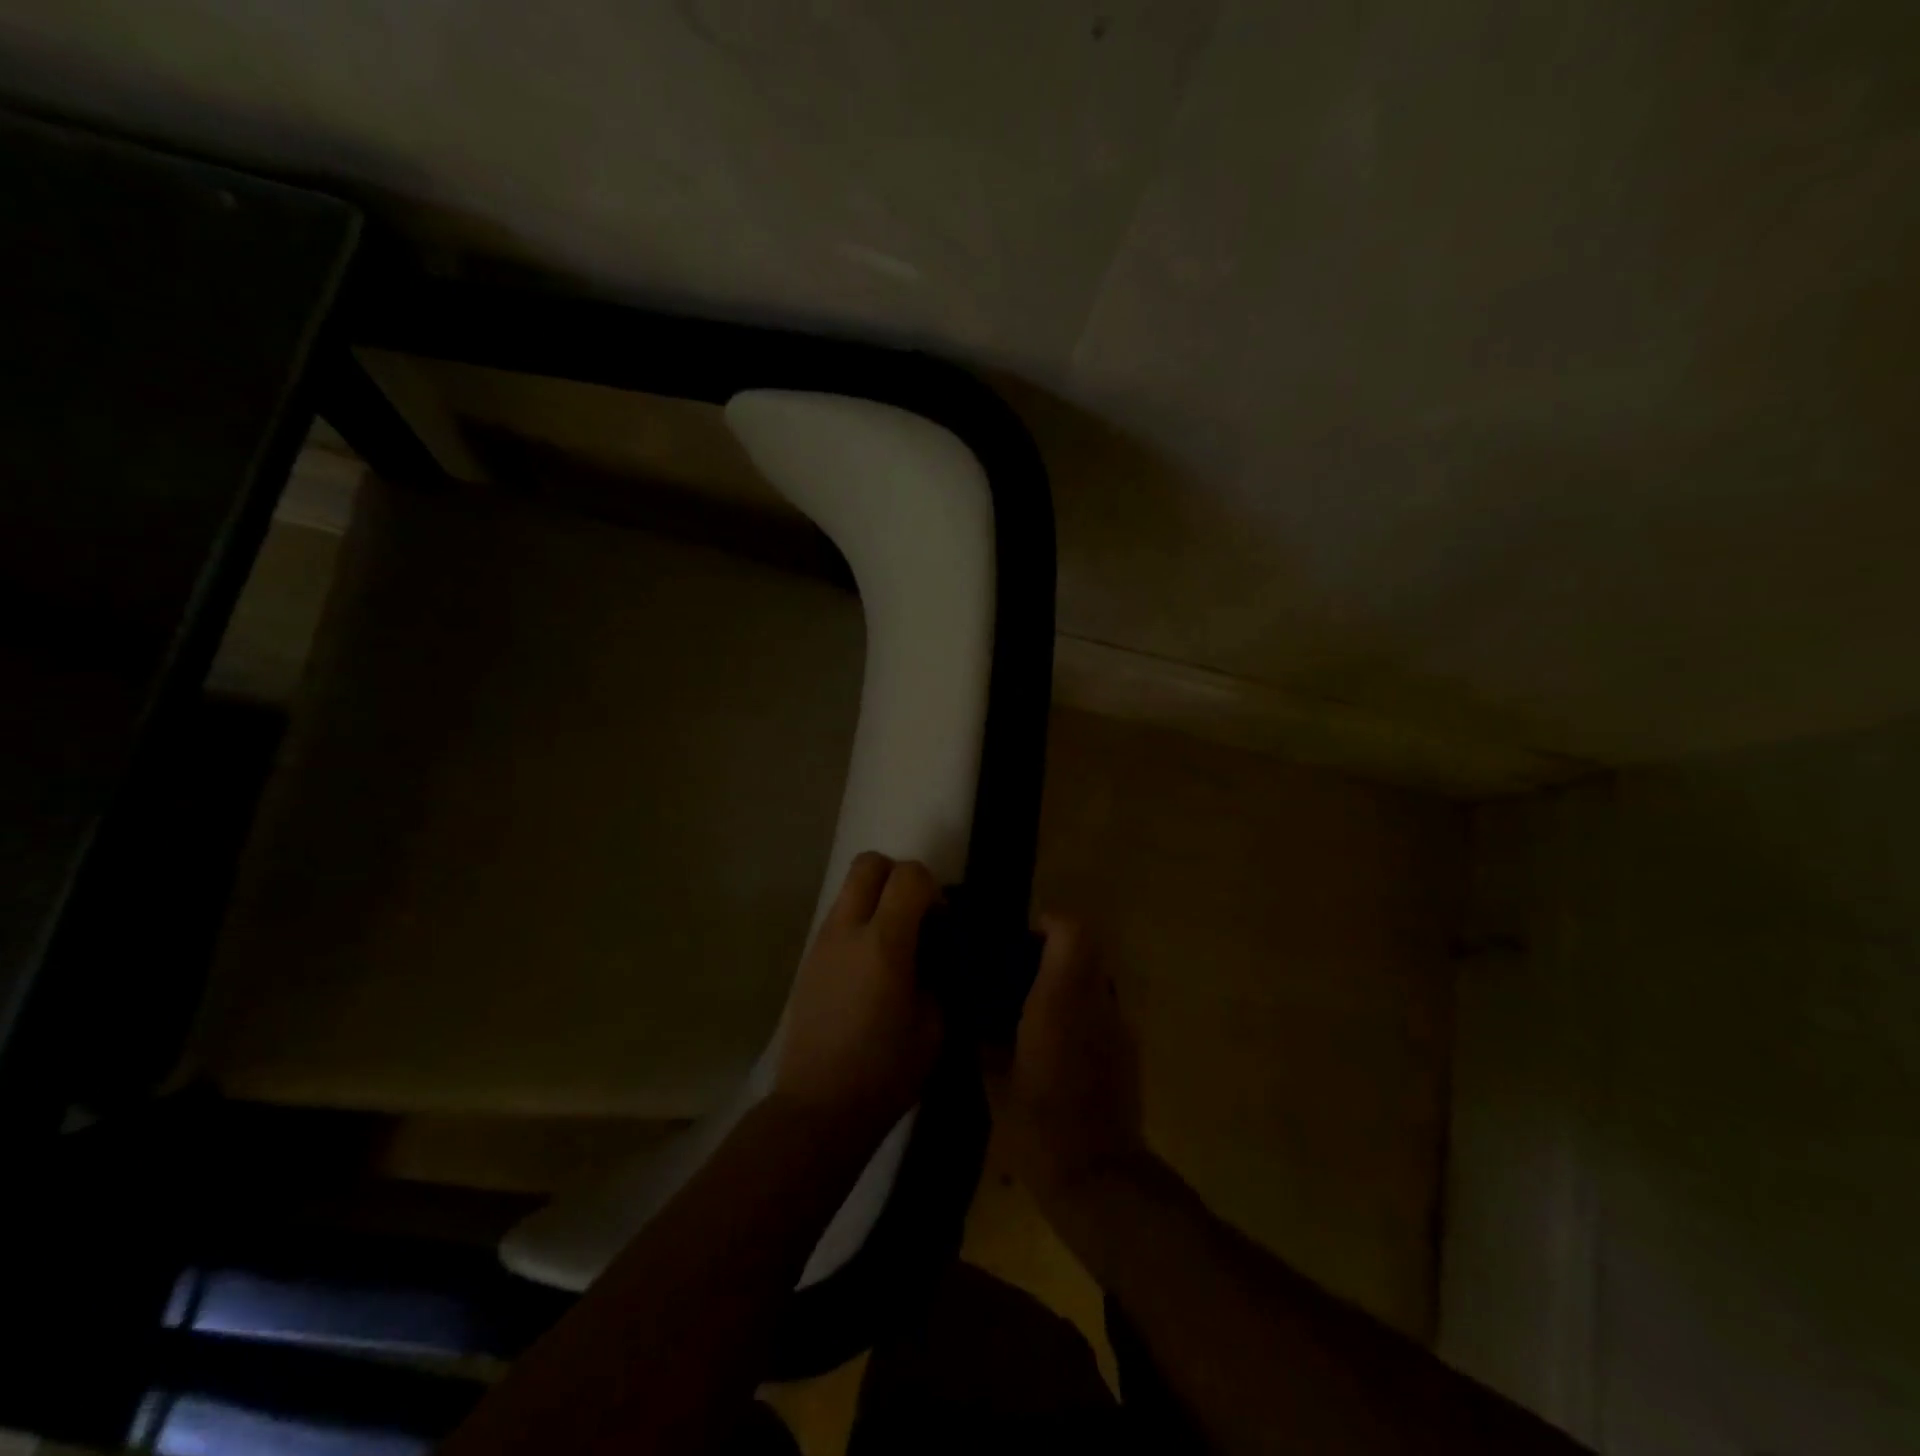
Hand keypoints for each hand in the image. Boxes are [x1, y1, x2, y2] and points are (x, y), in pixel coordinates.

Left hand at [774, 852, 944, 1133]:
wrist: (818, 1108)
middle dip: (898, 876)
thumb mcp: (936, 1027)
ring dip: (876, 900)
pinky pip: (837, 919)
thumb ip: (940, 975)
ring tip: (893, 945)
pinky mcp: (808, 960)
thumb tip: (935, 953)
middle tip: (915, 916)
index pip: (909, 875)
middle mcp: (848, 931)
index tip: (941, 923)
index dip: (932, 888)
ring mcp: (822, 943)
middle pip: (869, 863)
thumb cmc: (885, 1072)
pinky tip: (870, 969)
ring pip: (849, 889)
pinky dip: (859, 923)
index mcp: (884, 944)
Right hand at [985, 916, 1148, 1216]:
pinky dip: (1082, 1011)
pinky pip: (1103, 1010)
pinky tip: (1058, 1047)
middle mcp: (1096, 1001)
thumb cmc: (1039, 1127)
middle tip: (1020, 974)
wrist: (1099, 1178)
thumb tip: (969, 1009)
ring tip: (1036, 1011)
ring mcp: (1118, 1025)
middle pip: (1086, 948)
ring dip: (1069, 981)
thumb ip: (981, 1036)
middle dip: (1054, 951)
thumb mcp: (993, 1081)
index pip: (1072, 931)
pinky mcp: (1129, 1050)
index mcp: (1060, 999)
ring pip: (1096, 978)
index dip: (1049, 923)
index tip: (1022, 940)